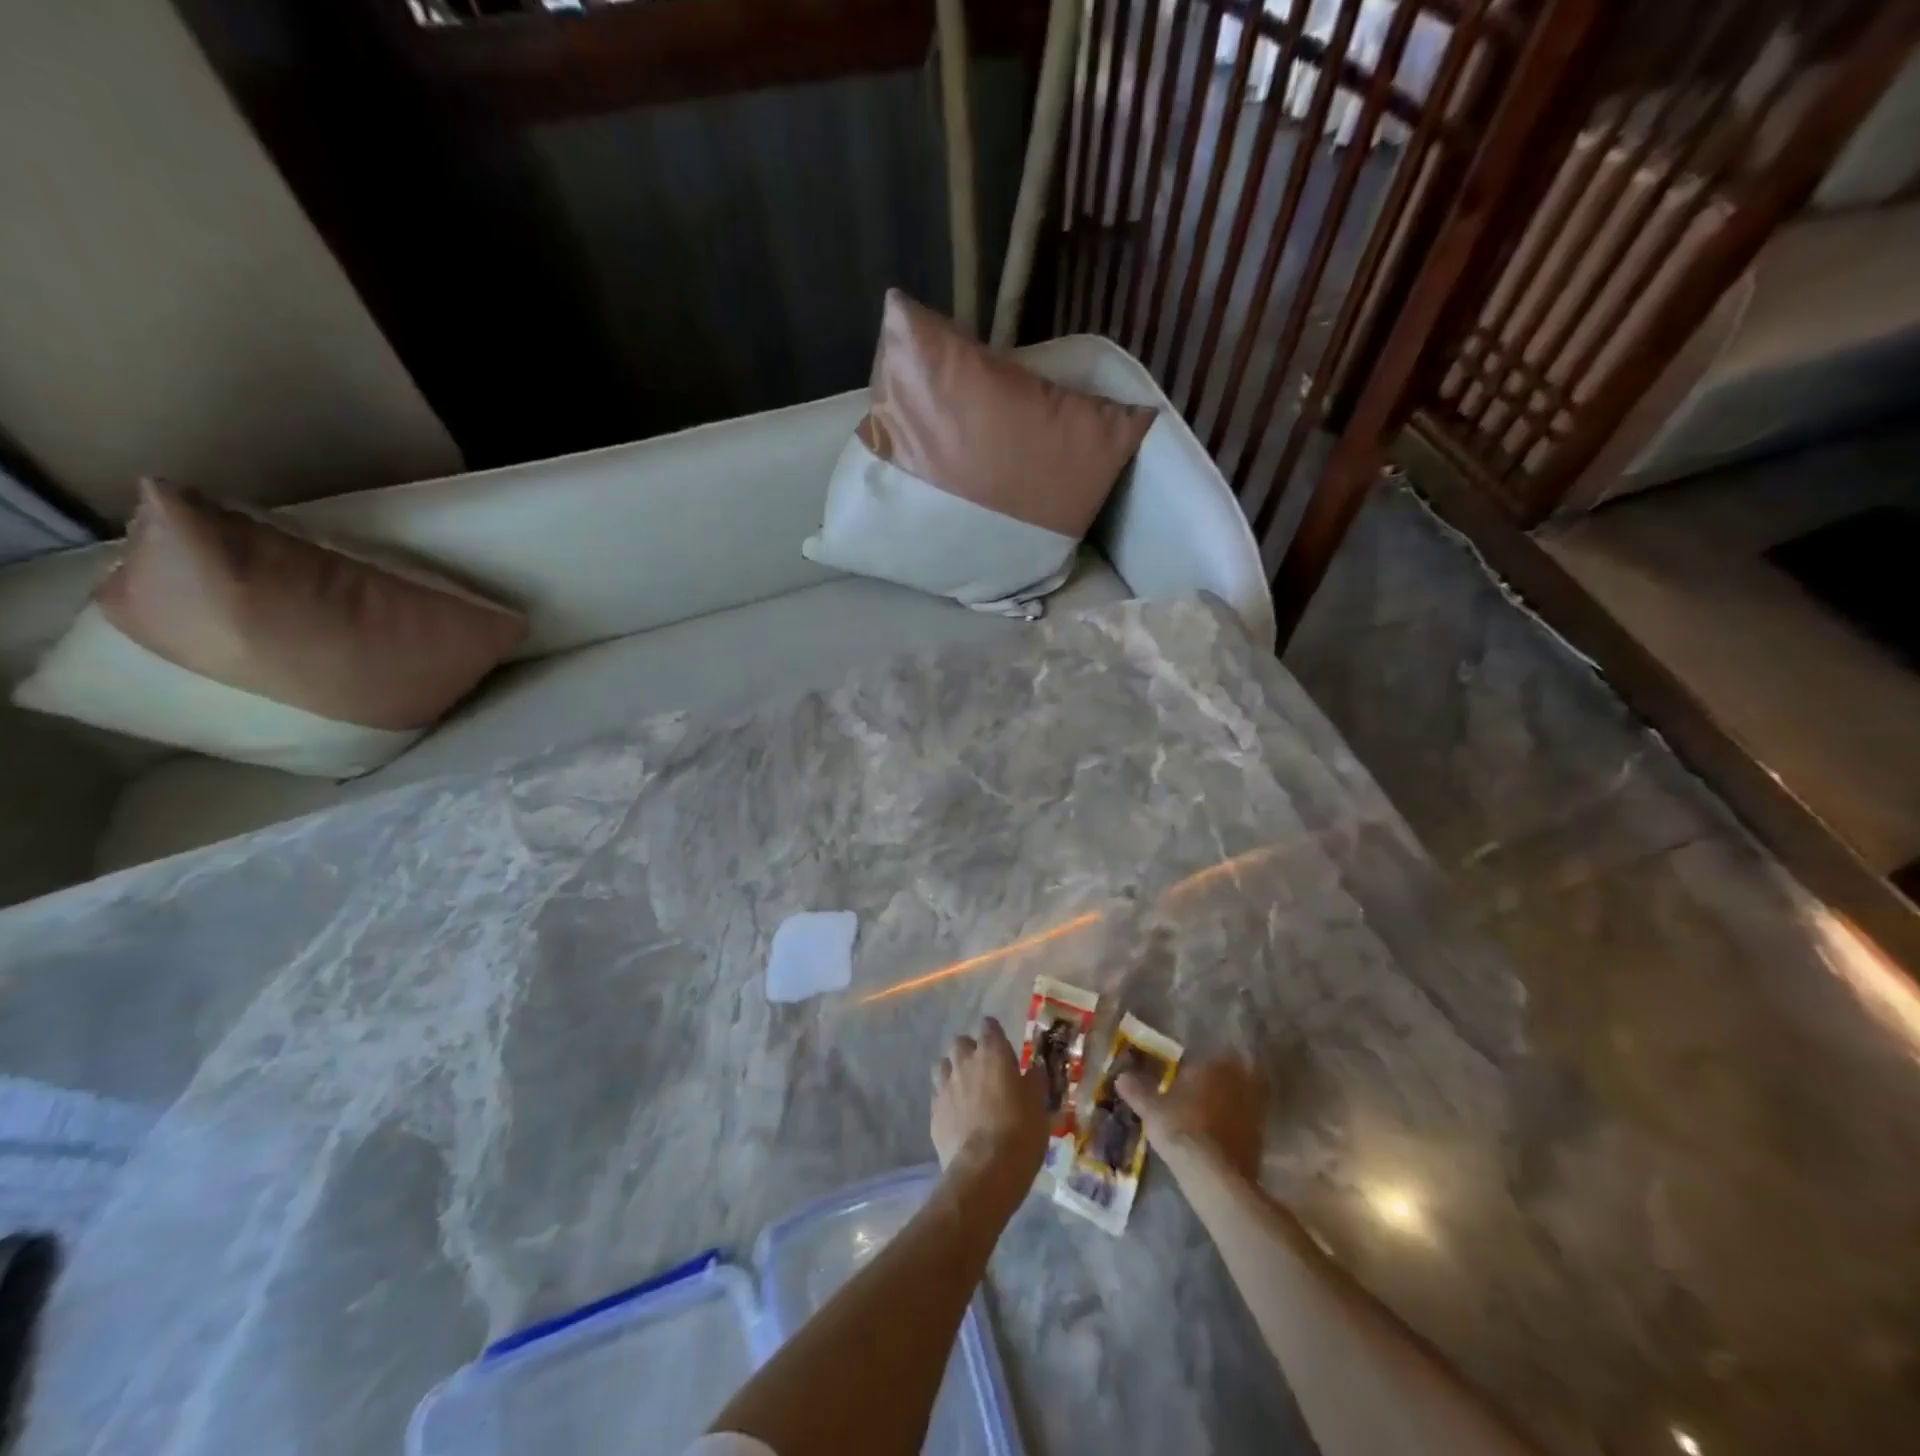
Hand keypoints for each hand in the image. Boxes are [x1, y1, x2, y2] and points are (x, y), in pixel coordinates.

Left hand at [930, 1018, 1048, 1192]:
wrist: (985, 1171)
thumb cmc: (1020, 1132)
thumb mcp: (1039, 1105)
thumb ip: (1034, 1081)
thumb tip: (1033, 1070)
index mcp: (993, 1053)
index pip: (989, 1026)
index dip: (995, 1034)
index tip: (1002, 1046)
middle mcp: (965, 1061)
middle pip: (961, 1042)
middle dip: (970, 1051)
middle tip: (984, 1070)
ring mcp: (945, 1085)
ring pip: (943, 1065)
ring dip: (953, 1071)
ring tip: (966, 1090)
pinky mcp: (933, 1111)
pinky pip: (938, 1094)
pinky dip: (947, 1099)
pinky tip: (957, 1115)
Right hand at [1117, 1056, 1263, 1181]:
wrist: (1214, 1174)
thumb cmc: (1180, 1129)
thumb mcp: (1151, 1109)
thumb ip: (1137, 1091)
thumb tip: (1121, 1076)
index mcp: (1212, 1066)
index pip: (1212, 1055)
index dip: (1202, 1064)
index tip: (1191, 1071)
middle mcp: (1237, 1082)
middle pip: (1234, 1074)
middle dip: (1222, 1080)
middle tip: (1205, 1089)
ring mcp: (1253, 1111)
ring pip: (1244, 1098)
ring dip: (1232, 1103)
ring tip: (1214, 1113)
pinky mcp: (1260, 1139)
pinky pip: (1248, 1124)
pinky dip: (1238, 1126)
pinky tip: (1223, 1136)